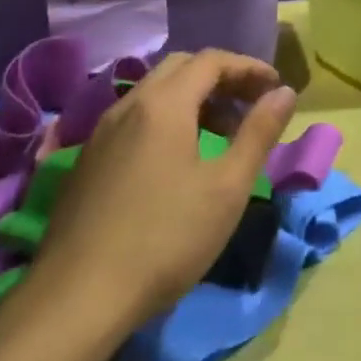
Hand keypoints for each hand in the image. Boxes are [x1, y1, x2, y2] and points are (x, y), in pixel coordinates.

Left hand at [29, 50, 297, 347]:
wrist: (76, 299)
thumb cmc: (165, 238)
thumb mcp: (228, 187)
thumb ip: (259, 132)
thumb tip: (284, 93)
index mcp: (163, 105)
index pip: (211, 60)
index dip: (249, 67)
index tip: (276, 88)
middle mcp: (128, 106)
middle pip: (180, 68)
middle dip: (221, 77)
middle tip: (251, 104)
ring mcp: (101, 134)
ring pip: (154, 93)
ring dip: (194, 98)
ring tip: (223, 133)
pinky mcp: (87, 162)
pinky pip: (135, 119)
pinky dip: (168, 119)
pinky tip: (180, 159)